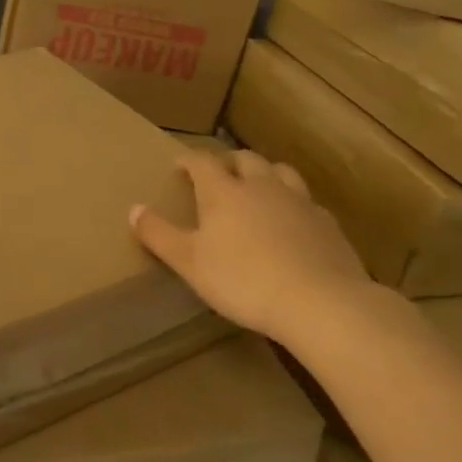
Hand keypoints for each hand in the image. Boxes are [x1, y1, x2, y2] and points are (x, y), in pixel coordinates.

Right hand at [131, 150, 374, 338]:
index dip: (189, 159)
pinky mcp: (328, 224)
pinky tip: (293, 223)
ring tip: (258, 189)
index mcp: (224, 191)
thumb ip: (159, 234)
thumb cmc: (243, 279)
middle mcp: (261, 186)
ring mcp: (299, 202)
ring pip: (281, 172)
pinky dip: (293, 204)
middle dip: (229, 162)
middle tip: (219, 175)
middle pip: (245, 159)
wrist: (320, 302)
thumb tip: (133, 208)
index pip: (202, 161)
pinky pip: (307, 202)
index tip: (179, 164)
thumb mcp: (189, 262)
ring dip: (265, 174)